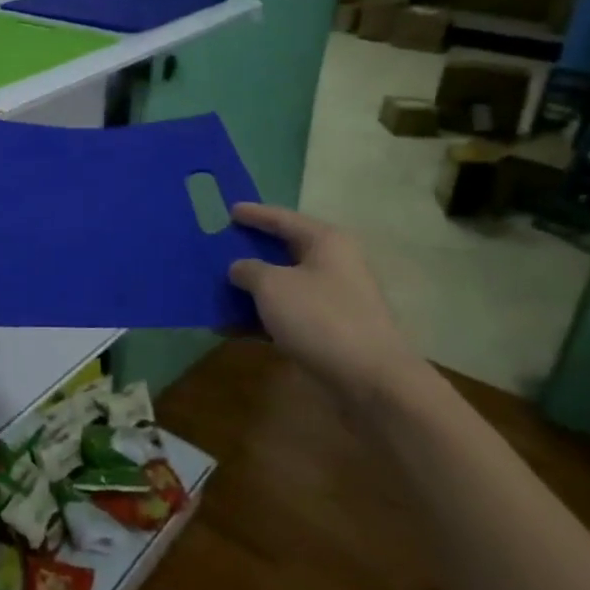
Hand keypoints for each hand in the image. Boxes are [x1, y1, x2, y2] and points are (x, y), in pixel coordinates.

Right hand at [228, 203, 423, 404]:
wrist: (369, 380)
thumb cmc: (320, 318)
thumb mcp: (272, 286)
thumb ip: (249, 270)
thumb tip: (240, 268)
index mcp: (326, 242)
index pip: (283, 219)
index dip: (255, 214)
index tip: (230, 210)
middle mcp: (333, 265)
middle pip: (285, 251)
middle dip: (252, 251)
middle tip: (221, 246)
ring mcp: (334, 299)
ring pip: (284, 285)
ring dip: (253, 288)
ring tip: (219, 287)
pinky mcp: (329, 330)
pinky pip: (287, 314)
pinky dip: (261, 316)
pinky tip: (233, 325)